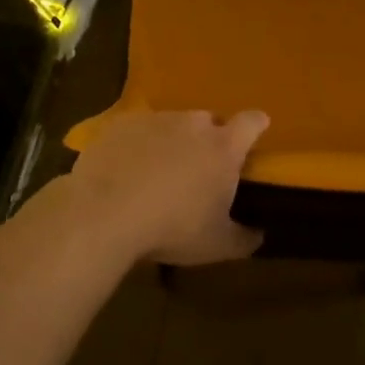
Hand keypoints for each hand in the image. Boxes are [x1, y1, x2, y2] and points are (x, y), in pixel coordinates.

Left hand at [65, 109, 270, 265]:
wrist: (105, 215)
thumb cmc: (173, 228)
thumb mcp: (218, 245)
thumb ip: (245, 238)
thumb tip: (259, 235)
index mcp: (223, 147)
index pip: (251, 123)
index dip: (256, 126)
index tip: (254, 135)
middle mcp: (193, 124)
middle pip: (209, 122)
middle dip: (208, 140)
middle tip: (199, 169)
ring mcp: (154, 119)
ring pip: (172, 124)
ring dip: (172, 142)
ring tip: (158, 172)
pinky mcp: (120, 124)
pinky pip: (137, 130)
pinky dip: (138, 145)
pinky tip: (126, 171)